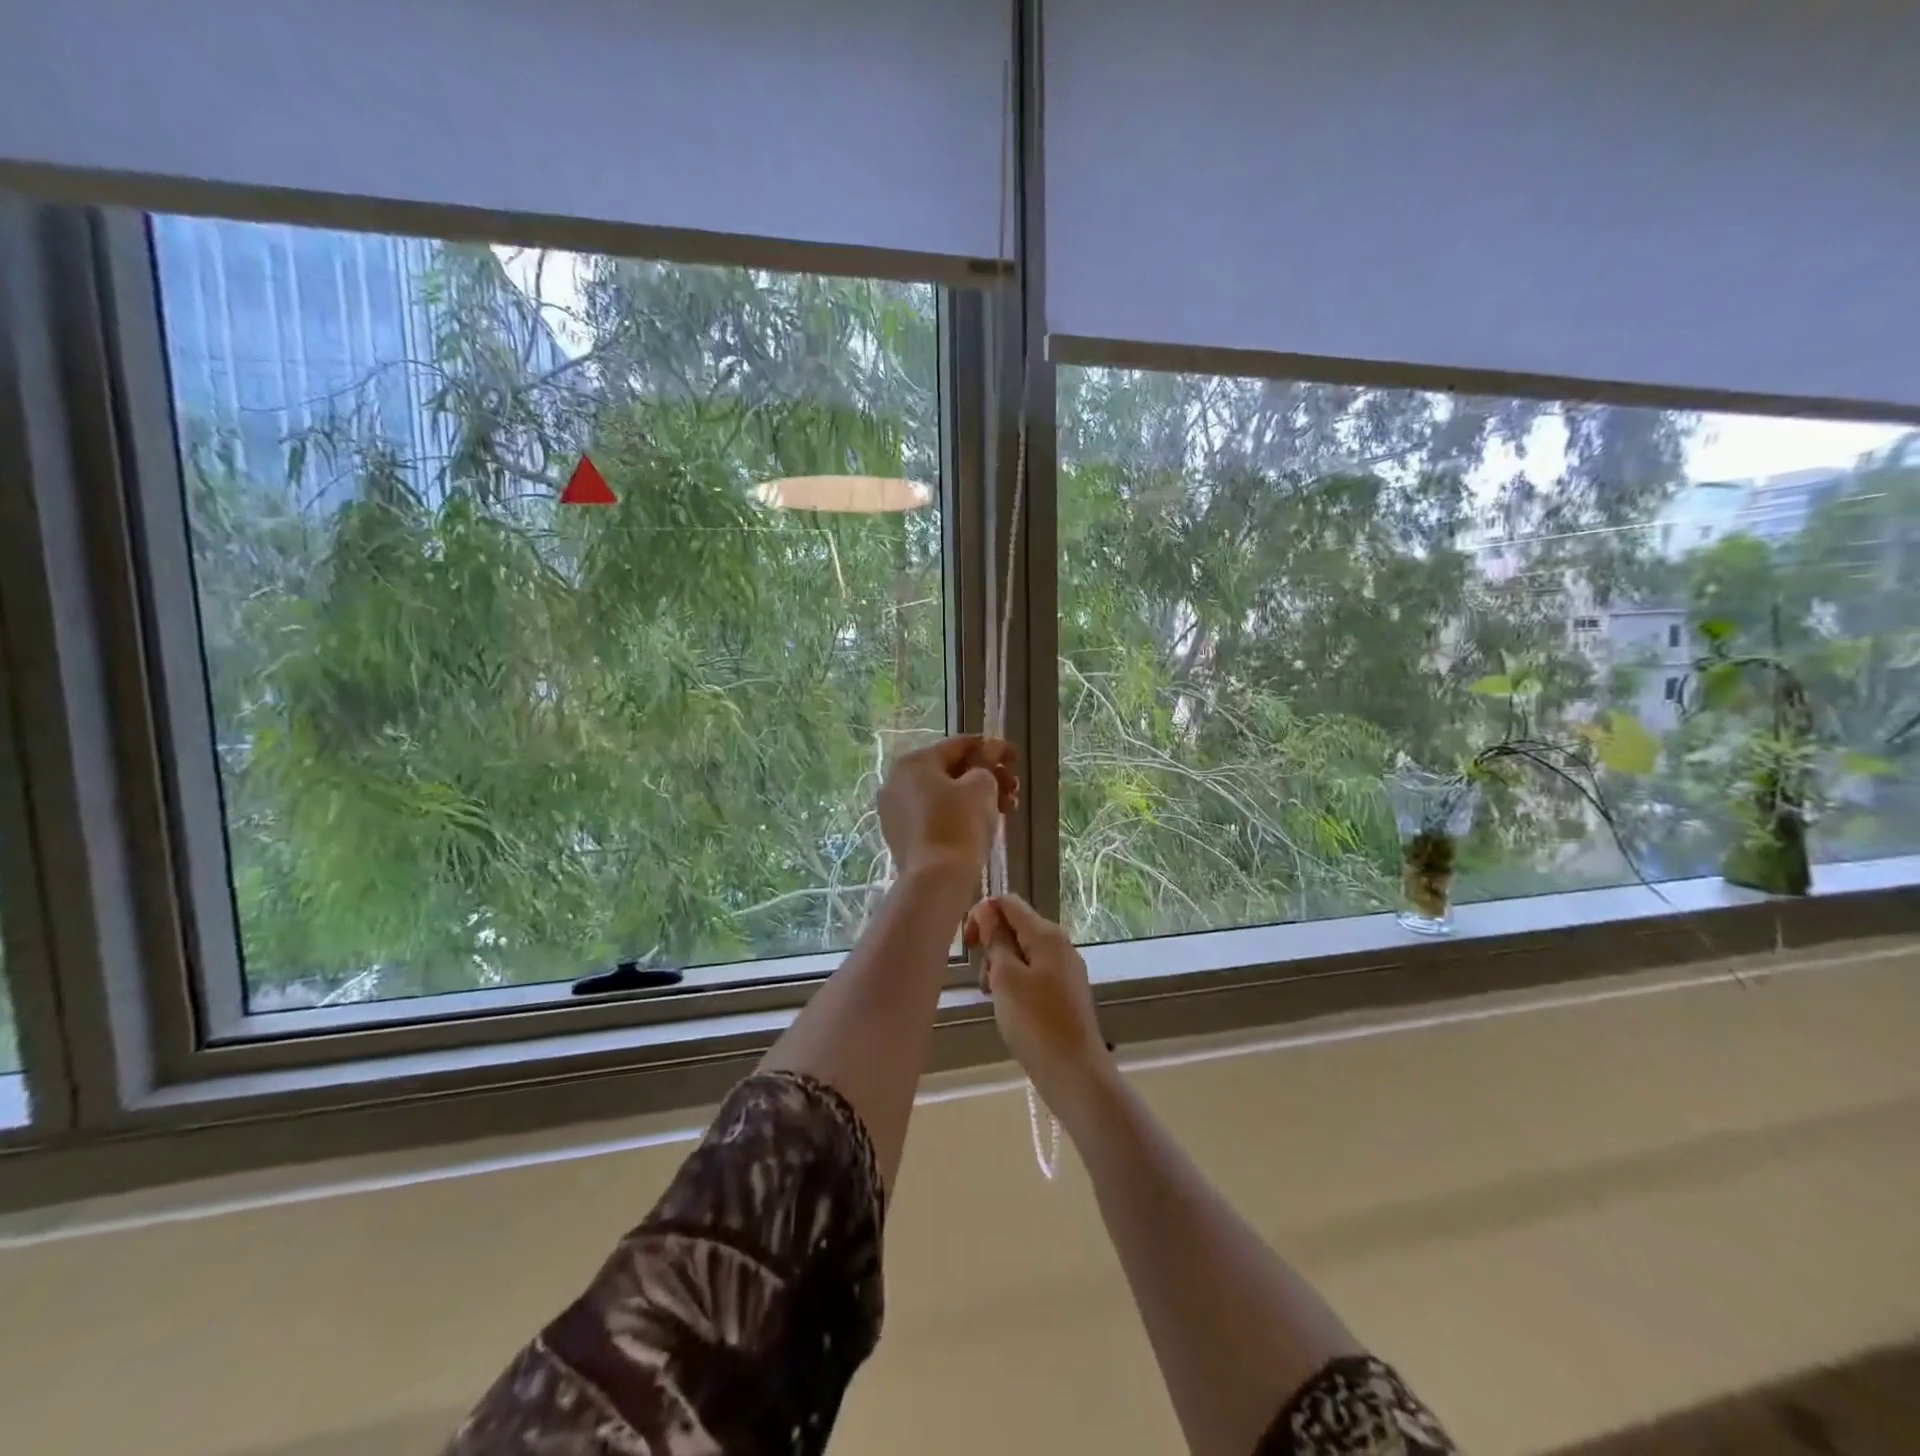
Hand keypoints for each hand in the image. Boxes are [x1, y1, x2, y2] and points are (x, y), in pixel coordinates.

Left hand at [878, 735, 1018, 879]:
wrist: (936, 879)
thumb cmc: (959, 824)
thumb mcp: (982, 786)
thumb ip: (987, 763)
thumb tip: (988, 751)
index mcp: (914, 762)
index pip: (958, 745)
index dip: (992, 748)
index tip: (1015, 757)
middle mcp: (897, 781)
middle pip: (951, 770)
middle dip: (988, 776)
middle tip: (1014, 788)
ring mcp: (896, 811)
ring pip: (944, 794)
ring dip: (978, 797)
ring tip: (1007, 808)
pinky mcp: (901, 836)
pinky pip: (935, 815)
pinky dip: (960, 814)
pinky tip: (985, 823)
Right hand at [964, 893, 1111, 1107]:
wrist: (1075, 1073)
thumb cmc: (1035, 1022)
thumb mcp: (1006, 977)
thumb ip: (996, 939)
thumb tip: (987, 909)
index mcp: (1046, 934)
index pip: (1008, 903)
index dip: (982, 914)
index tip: (968, 944)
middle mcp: (1059, 944)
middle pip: (1016, 927)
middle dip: (992, 946)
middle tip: (984, 980)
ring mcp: (1065, 969)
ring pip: (1022, 953)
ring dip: (1001, 969)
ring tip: (995, 999)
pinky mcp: (1065, 992)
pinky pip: (1033, 974)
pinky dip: (1016, 984)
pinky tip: (1011, 1009)